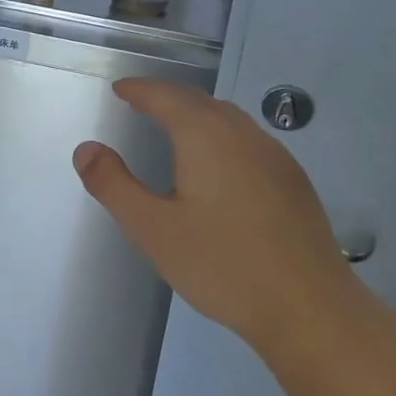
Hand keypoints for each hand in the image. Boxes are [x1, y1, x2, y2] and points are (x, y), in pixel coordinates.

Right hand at [73, 78, 363, 355]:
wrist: (309, 307)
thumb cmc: (223, 265)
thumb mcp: (153, 229)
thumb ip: (114, 185)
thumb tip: (85, 149)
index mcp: (204, 135)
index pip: (165, 96)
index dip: (140, 90)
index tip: (120, 89)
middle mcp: (241, 132)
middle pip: (198, 101)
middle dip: (167, 97)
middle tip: (142, 103)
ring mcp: (273, 154)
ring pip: (228, 117)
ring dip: (197, 113)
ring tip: (176, 127)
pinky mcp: (293, 179)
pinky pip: (249, 139)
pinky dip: (223, 134)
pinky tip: (221, 164)